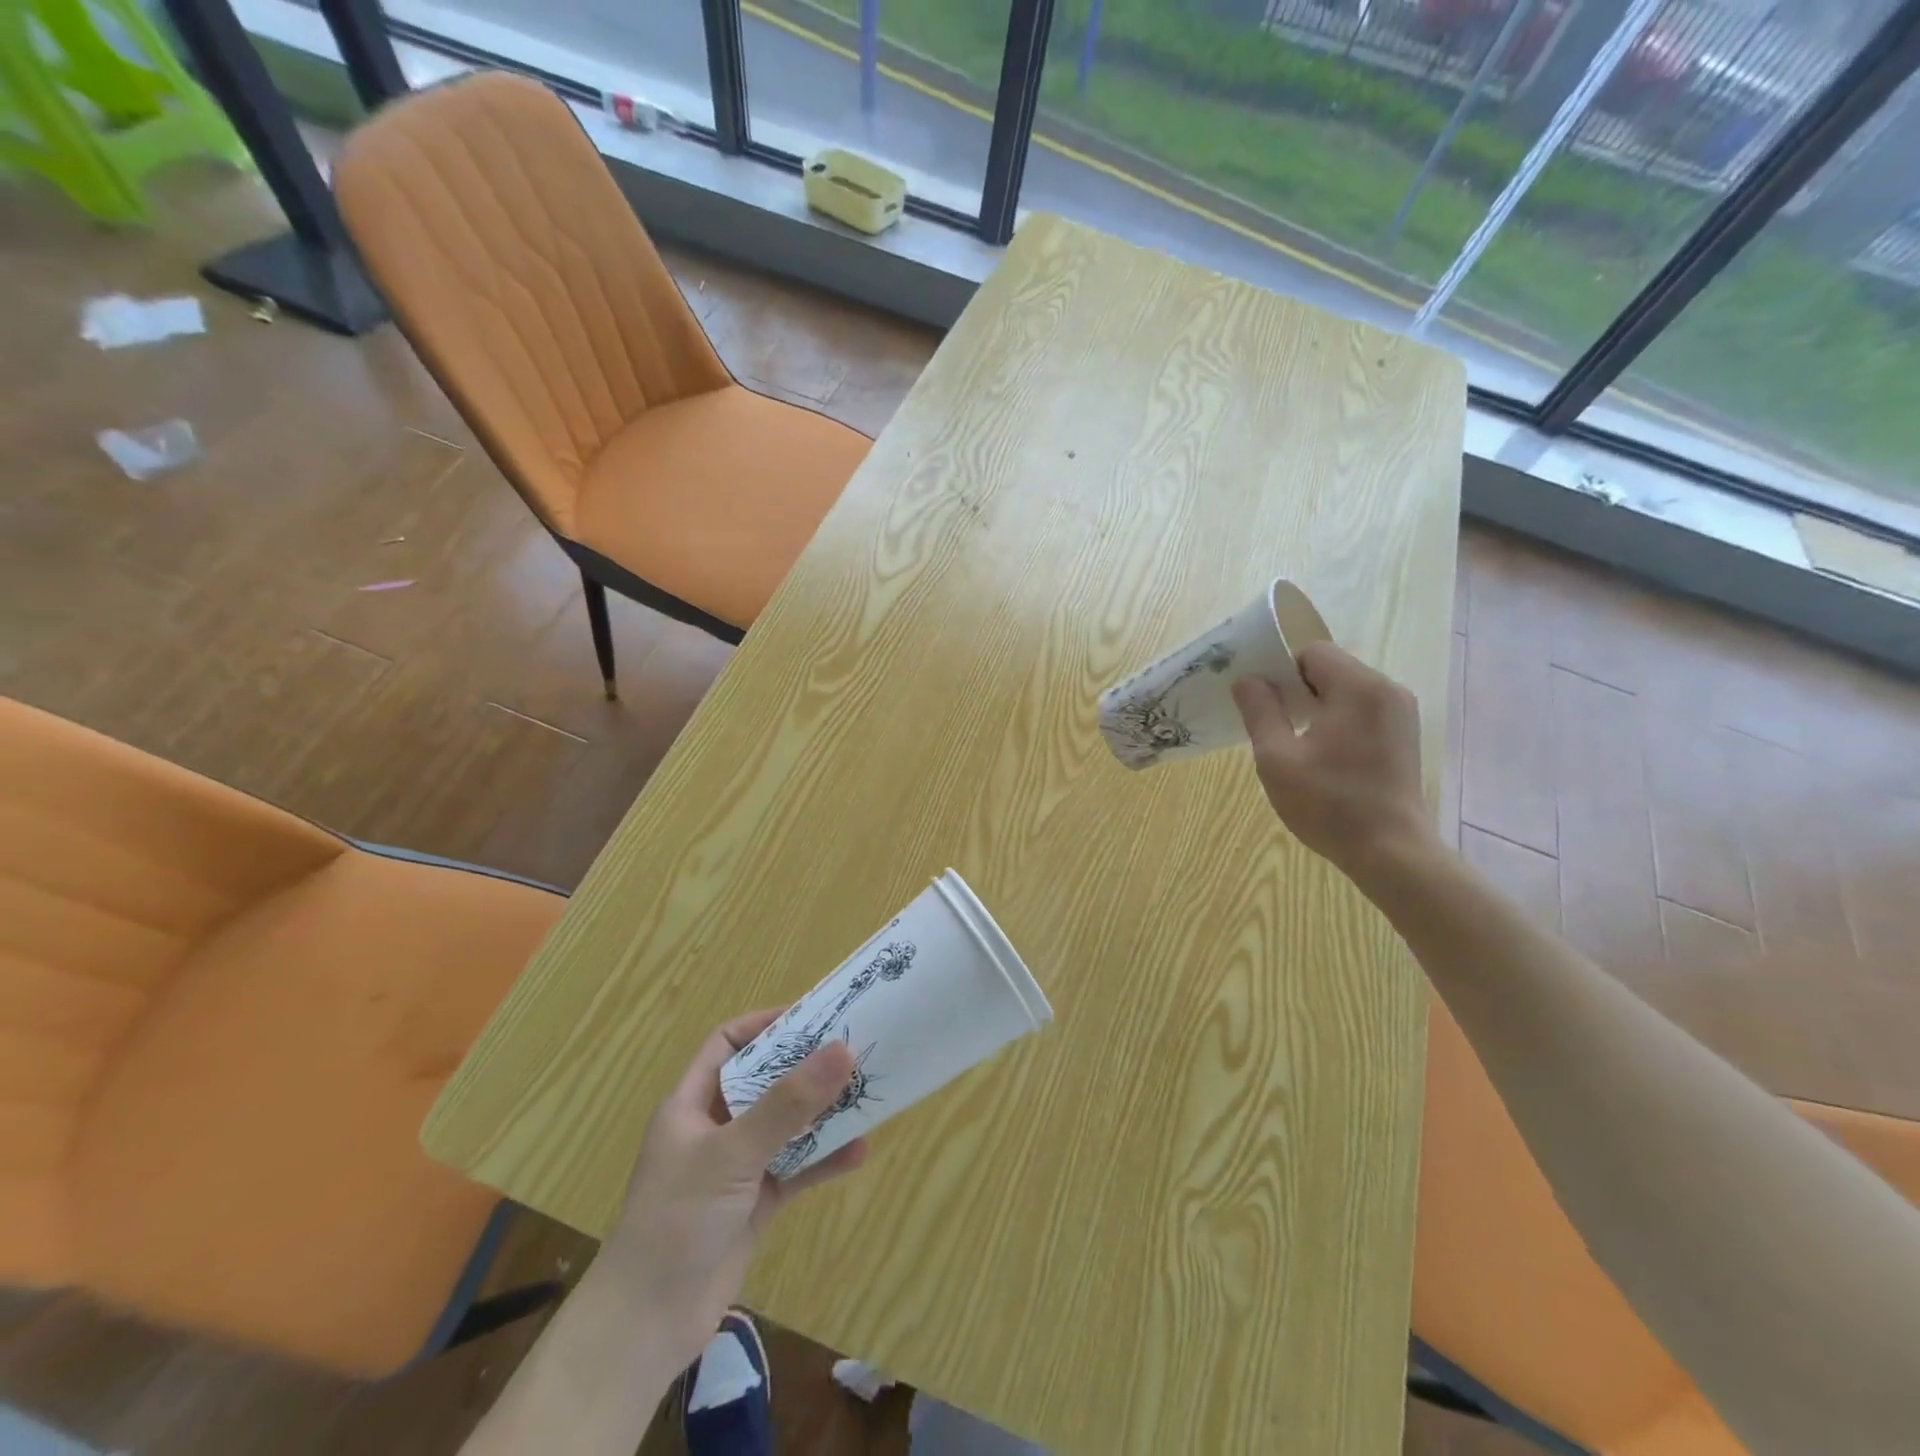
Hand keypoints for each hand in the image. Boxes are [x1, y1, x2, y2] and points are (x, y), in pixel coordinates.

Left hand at [597, 1009, 867, 1368]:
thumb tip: (842, 1049)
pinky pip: (796, 1169)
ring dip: (822, 1114)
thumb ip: (788, 1104)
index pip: (728, 1043)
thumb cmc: (677, 1220)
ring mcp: (736, 1167)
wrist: (646, 1328)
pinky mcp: (755, 1203)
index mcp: (692, 1103)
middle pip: (765, 1081)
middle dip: (806, 1068)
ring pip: (786, 1125)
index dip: (766, 1025)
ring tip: (866, 1095)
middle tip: (853, 1050)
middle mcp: (715, 1127)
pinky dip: (823, 1160)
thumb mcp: (733, 1153)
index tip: (813, 1017)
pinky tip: (858, 1153)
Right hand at [1232, 641, 1436, 884]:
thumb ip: (1260, 712)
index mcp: (1358, 688)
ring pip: (1346, 689)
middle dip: (1298, 689)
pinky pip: (1362, 709)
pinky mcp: (1404, 734)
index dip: (1282, 670)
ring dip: (1317, 705)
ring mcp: (1401, 713)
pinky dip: (1338, 719)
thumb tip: (1247, 680)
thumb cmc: (1329, 804)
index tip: (1263, 702)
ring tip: (1297, 743)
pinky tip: (1324, 755)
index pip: (1312, 652)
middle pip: (1331, 668)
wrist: (1391, 852)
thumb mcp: (1277, 759)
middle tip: (1273, 724)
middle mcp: (1386, 690)